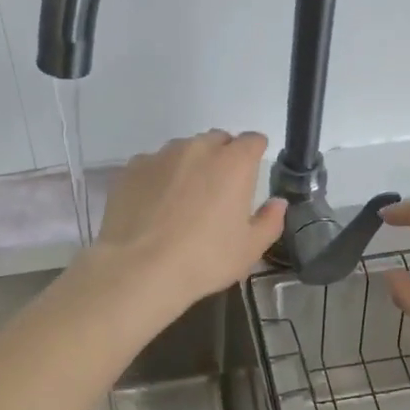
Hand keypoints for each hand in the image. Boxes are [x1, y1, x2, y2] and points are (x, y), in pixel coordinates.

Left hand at [84, 131, 287, 311]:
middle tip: (218, 191)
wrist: (139, 269)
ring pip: (183, 149)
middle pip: (217, 140)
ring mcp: (161, 155)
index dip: (255, 154)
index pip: (253, 141)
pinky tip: (154, 205)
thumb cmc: (204, 260)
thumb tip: (277, 203)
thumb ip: (269, 221)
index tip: (251, 173)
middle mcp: (198, 148)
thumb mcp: (249, 249)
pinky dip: (159, 177)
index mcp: (234, 163)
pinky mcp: (132, 168)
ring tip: (183, 199)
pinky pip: (153, 164)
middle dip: (222, 157)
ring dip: (190, 165)